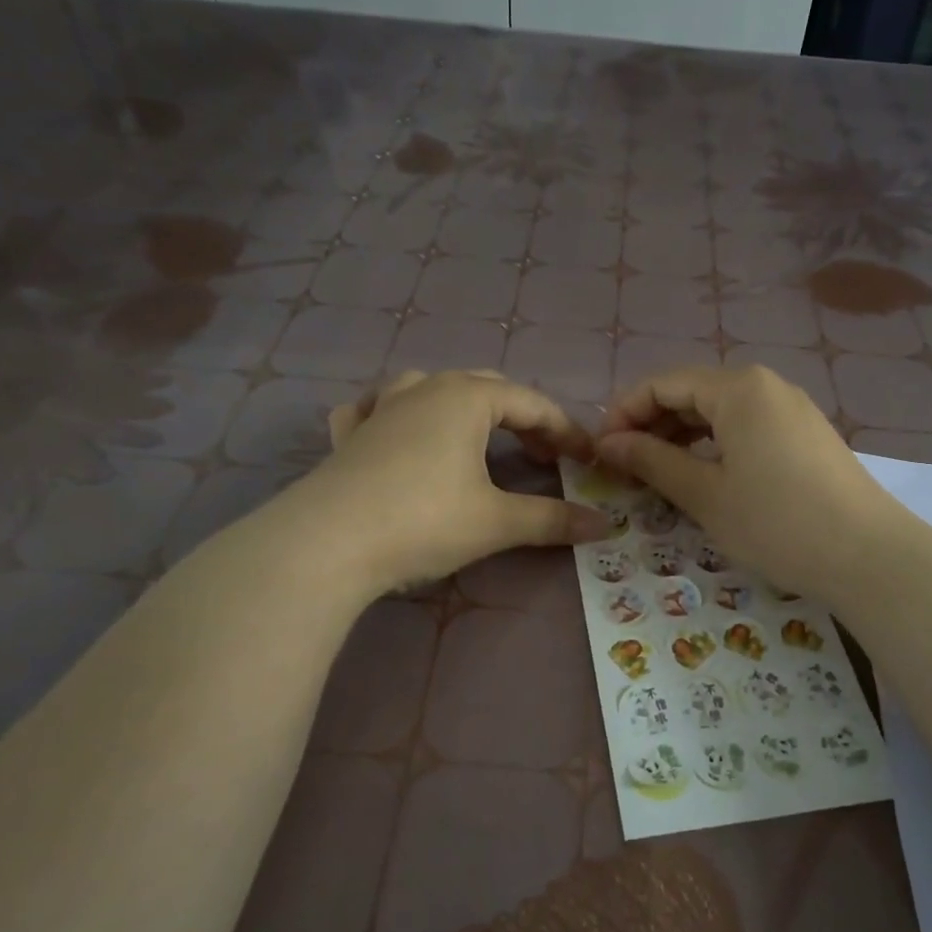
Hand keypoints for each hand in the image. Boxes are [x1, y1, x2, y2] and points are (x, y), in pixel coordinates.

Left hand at [310, 370, 612, 594]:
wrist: (327, 544)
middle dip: (522, 418)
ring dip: (462, 406)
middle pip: (487, 389)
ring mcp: (380, 407)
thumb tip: (604, 526)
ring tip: (476, 435)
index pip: (533, 404)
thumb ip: (552, 519)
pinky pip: (375, 409)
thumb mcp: (496, 522)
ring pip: (430, 387)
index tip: (588, 459)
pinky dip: (395, 414)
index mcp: (467, 398)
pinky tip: (392, 429)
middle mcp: (425, 389)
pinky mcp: (349, 435)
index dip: (566, 431)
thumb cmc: (423, 521)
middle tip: (543, 456)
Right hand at [596, 366, 899, 606]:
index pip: (663, 384)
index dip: (625, 413)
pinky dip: (715, 445)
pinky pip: (746, 427)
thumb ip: (653, 461)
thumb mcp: (705, 494)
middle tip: (624, 466)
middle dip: (652, 425)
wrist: (869, 556)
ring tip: (656, 473)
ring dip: (681, 436)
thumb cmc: (776, 522)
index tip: (601, 451)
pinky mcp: (805, 435)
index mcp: (737, 388)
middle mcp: (765, 386)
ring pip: (720, 411)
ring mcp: (791, 409)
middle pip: (692, 393)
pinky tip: (703, 475)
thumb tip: (609, 443)